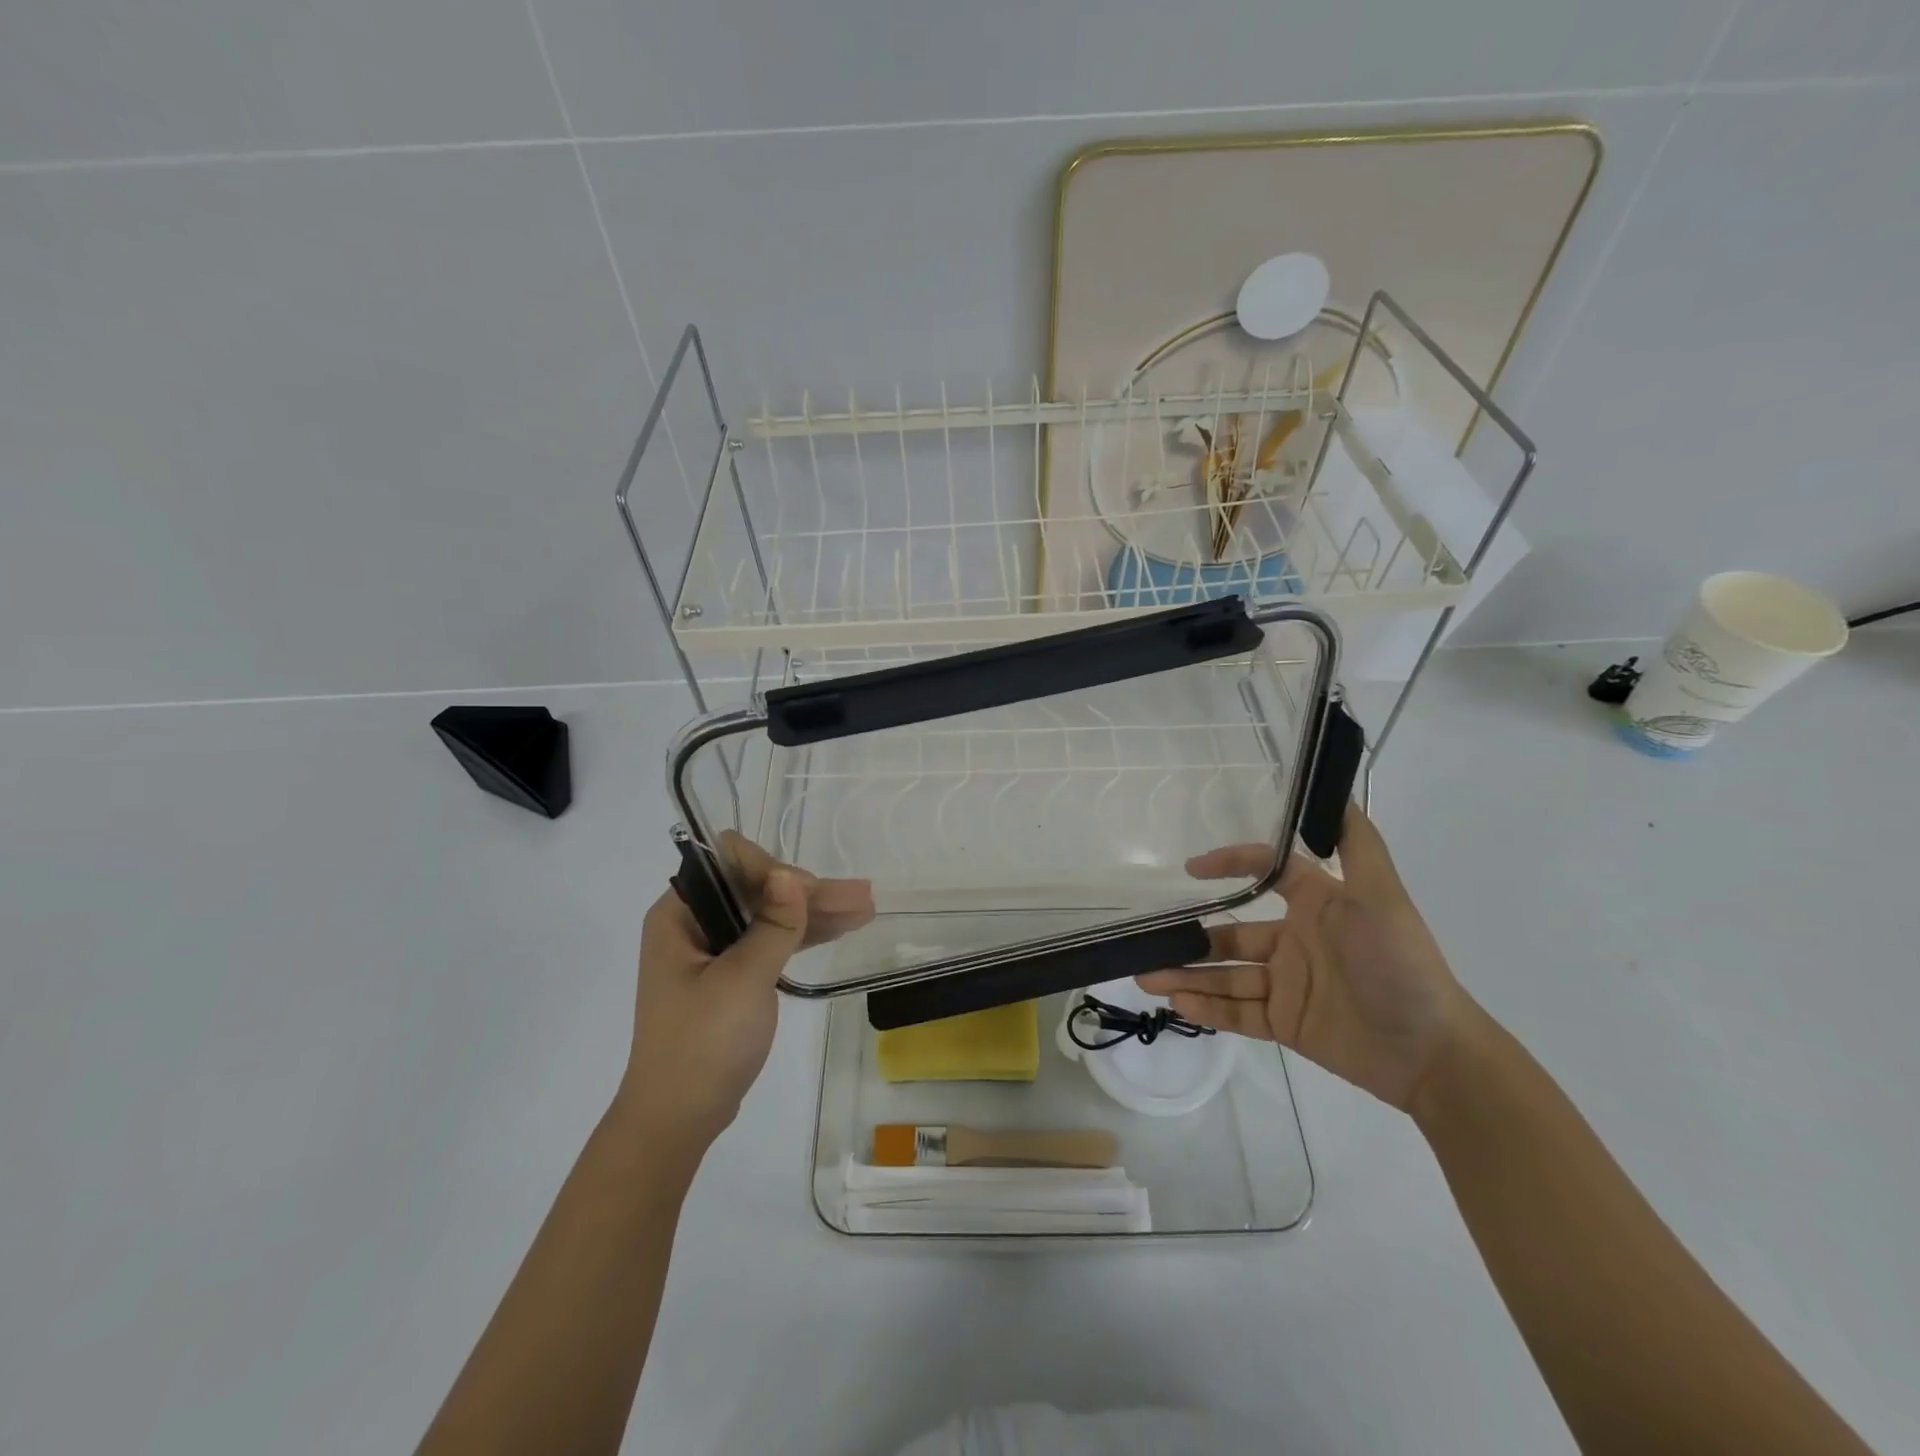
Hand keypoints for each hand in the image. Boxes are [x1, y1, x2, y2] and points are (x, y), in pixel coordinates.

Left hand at [616, 835, 872, 1157]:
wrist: (678, 1120)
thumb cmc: (702, 1044)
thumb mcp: (743, 980)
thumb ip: (773, 925)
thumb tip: (790, 874)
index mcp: (680, 915)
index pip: (729, 864)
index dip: (772, 870)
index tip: (809, 894)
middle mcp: (694, 924)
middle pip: (757, 889)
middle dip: (808, 892)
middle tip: (860, 896)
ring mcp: (714, 951)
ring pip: (769, 915)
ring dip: (815, 912)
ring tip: (865, 908)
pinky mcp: (731, 976)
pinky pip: (770, 942)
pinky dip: (803, 936)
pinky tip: (841, 928)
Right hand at [1138, 806, 1470, 1110]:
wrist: (1432, 1053)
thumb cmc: (1400, 964)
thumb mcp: (1382, 897)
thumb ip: (1358, 846)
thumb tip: (1337, 793)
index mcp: (1315, 905)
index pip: (1264, 874)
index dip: (1229, 865)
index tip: (1192, 868)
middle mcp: (1295, 940)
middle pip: (1231, 934)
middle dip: (1191, 938)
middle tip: (1148, 940)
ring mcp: (1288, 984)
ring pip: (1227, 975)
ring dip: (1187, 974)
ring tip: (1146, 976)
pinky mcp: (1287, 1023)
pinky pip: (1239, 1014)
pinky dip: (1208, 1009)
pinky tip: (1177, 1004)